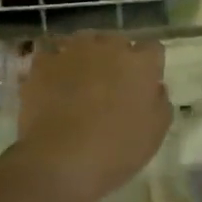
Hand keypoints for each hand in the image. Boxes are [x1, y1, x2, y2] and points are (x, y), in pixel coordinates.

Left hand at [15, 30, 171, 201]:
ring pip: (83, 42)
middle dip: (117, 58)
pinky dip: (54, 65)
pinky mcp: (42, 63)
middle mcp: (108, 46)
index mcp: (140, 63)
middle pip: (117, 42)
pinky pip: (51, 54)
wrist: (60, 160)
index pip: (153, 49)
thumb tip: (153, 87)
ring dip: (86, 56)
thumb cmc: (117, 149)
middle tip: (112, 86)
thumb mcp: (156, 132)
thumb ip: (159, 101)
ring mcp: (72, 51)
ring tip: (81, 81)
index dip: (149, 67)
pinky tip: (53, 83)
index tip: (144, 85)